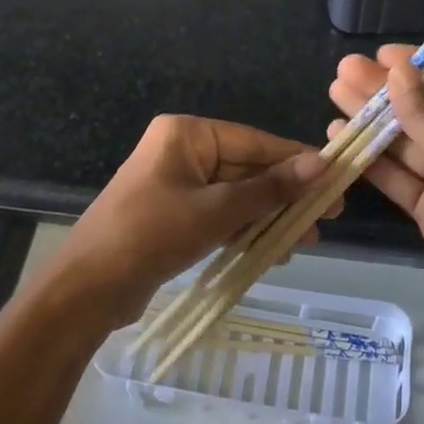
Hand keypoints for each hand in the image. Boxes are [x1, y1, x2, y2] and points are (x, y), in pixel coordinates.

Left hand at [38, 115, 333, 329]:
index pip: (255, 142)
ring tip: (307, 240)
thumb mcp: (217, 211)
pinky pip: (220, 214)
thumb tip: (322, 164)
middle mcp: (182, 151)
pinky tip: (274, 250)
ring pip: (236, 195)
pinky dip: (244, 229)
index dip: (296, 161)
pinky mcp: (174, 215)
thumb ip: (270, 189)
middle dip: (285, 196)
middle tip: (327, 217)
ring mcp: (176, 184)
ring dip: (269, 217)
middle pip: (247, 168)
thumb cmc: (151, 235)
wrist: (87, 289)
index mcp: (186, 134)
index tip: (336, 177)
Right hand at [330, 47, 423, 330]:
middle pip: (423, 109)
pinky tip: (341, 138)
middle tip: (343, 70)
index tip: (380, 54)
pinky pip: (397, 175)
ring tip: (334, 94)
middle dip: (384, 91)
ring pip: (405, 141)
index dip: (418, 66)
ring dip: (372, 120)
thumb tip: (399, 69)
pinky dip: (370, 159)